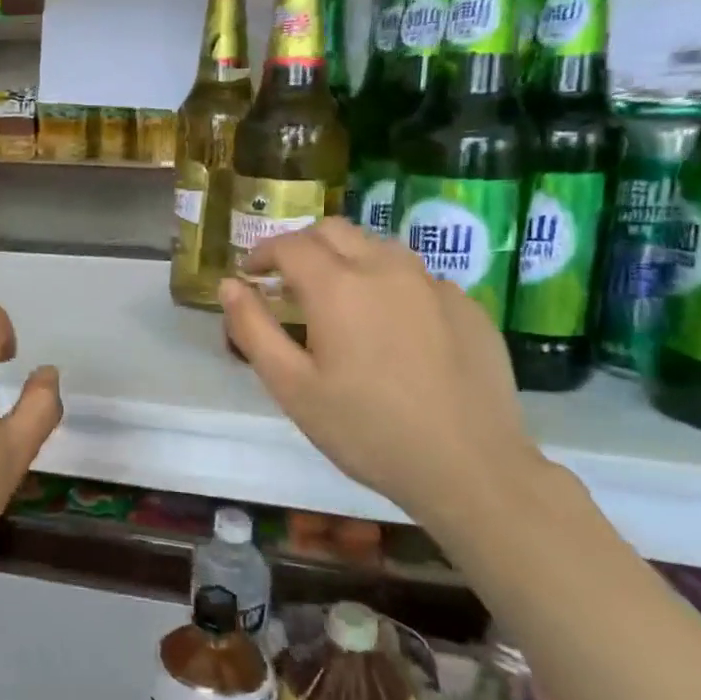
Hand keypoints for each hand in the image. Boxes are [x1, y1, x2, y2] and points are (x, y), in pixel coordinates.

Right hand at [219, 219, 544, 530]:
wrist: (472, 468)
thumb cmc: (366, 430)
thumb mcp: (291, 387)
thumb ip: (253, 328)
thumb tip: (229, 285)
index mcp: (338, 286)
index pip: (289, 244)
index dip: (262, 253)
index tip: (250, 274)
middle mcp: (386, 269)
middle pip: (334, 231)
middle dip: (302, 246)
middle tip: (287, 282)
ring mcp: (433, 284)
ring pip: (378, 246)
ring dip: (346, 258)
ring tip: (336, 298)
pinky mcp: (467, 306)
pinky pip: (416, 276)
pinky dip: (387, 283)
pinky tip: (389, 326)